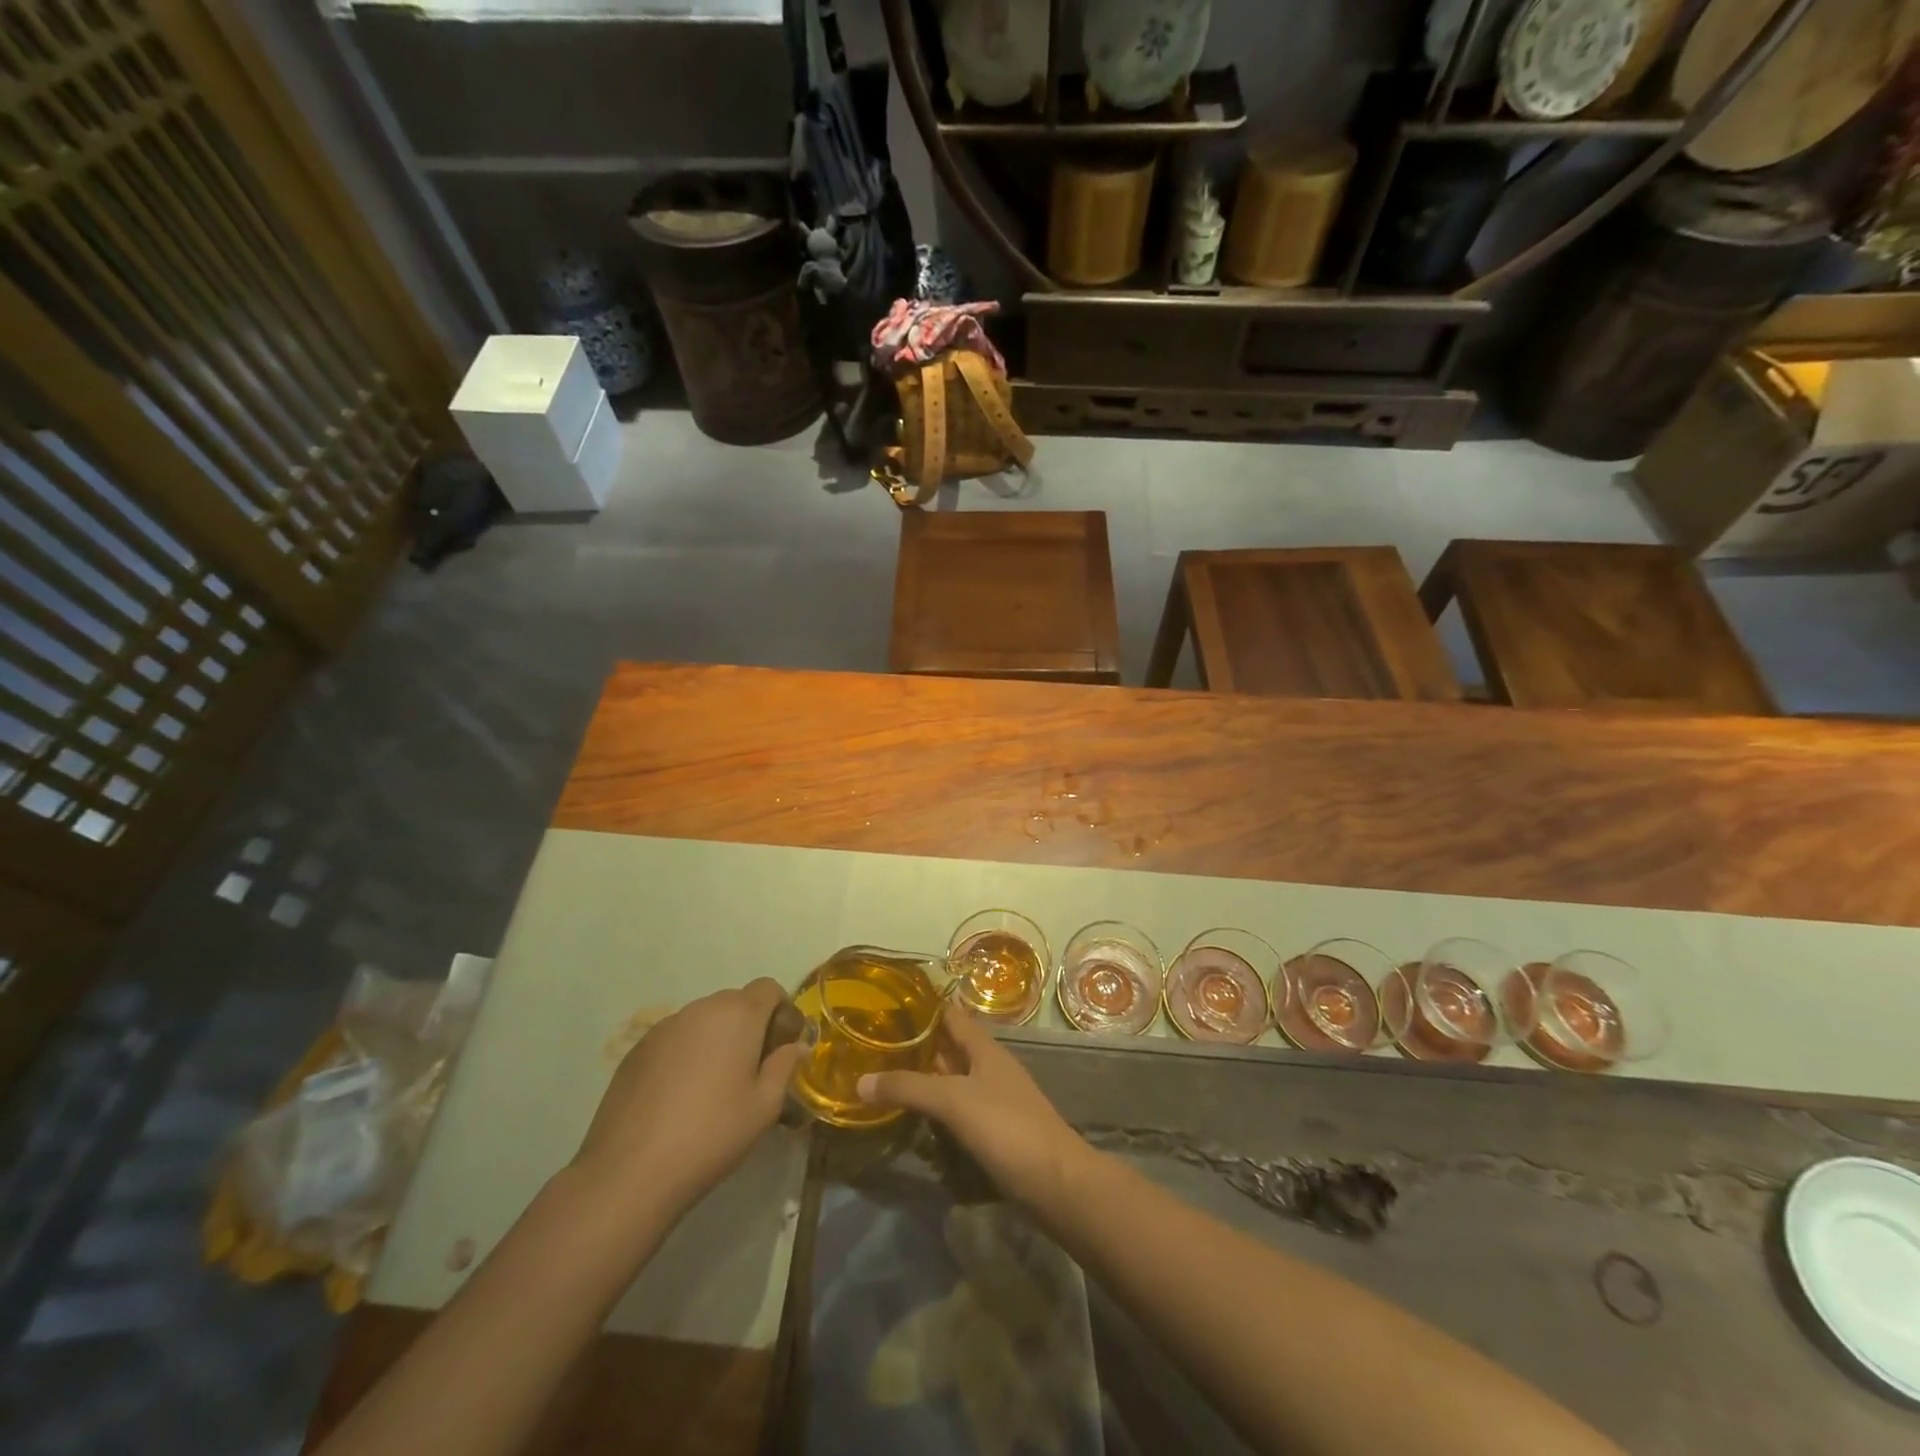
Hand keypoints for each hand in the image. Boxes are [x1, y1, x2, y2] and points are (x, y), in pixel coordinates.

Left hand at [572, 978, 801, 1221]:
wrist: (630, 1171)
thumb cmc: (712, 1134)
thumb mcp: (765, 1107)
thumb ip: (784, 1067)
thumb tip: (795, 1046)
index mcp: (738, 1015)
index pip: (768, 988)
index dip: (781, 1010)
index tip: (780, 1046)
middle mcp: (701, 1009)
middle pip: (735, 1002)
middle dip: (749, 1027)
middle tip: (750, 1071)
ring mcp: (664, 1027)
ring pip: (703, 1020)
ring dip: (716, 1040)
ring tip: (712, 1087)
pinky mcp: (636, 1050)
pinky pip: (674, 1039)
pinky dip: (685, 1054)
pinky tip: (678, 1097)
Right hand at [856, 1007, 1090, 1207]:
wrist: (1055, 1182)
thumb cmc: (1007, 1127)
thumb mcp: (953, 1101)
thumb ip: (908, 1088)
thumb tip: (860, 1080)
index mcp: (984, 1048)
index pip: (950, 1014)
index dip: (923, 1005)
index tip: (887, 1001)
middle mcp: (988, 1067)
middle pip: (948, 1046)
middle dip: (915, 1043)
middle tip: (872, 1041)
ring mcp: (992, 1099)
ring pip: (950, 1079)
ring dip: (922, 1076)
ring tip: (881, 1074)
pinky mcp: (992, 1130)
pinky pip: (956, 1108)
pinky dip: (933, 1107)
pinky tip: (910, 1114)